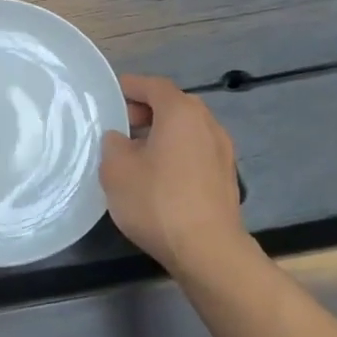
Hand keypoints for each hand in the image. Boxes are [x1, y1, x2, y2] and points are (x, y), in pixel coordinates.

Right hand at [101, 74, 247, 277]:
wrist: (208, 251)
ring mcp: (222, 151)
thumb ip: (113, 144)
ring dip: (161, 135)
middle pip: (173, 105)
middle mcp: (207, 124)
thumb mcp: (116, 169)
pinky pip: (195, 152)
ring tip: (135, 154)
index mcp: (181, 112)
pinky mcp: (226, 178)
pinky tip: (158, 178)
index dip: (130, 86)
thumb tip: (121, 139)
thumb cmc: (158, 201)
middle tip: (119, 127)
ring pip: (186, 130)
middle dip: (145, 111)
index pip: (153, 85)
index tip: (110, 94)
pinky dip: (175, 154)